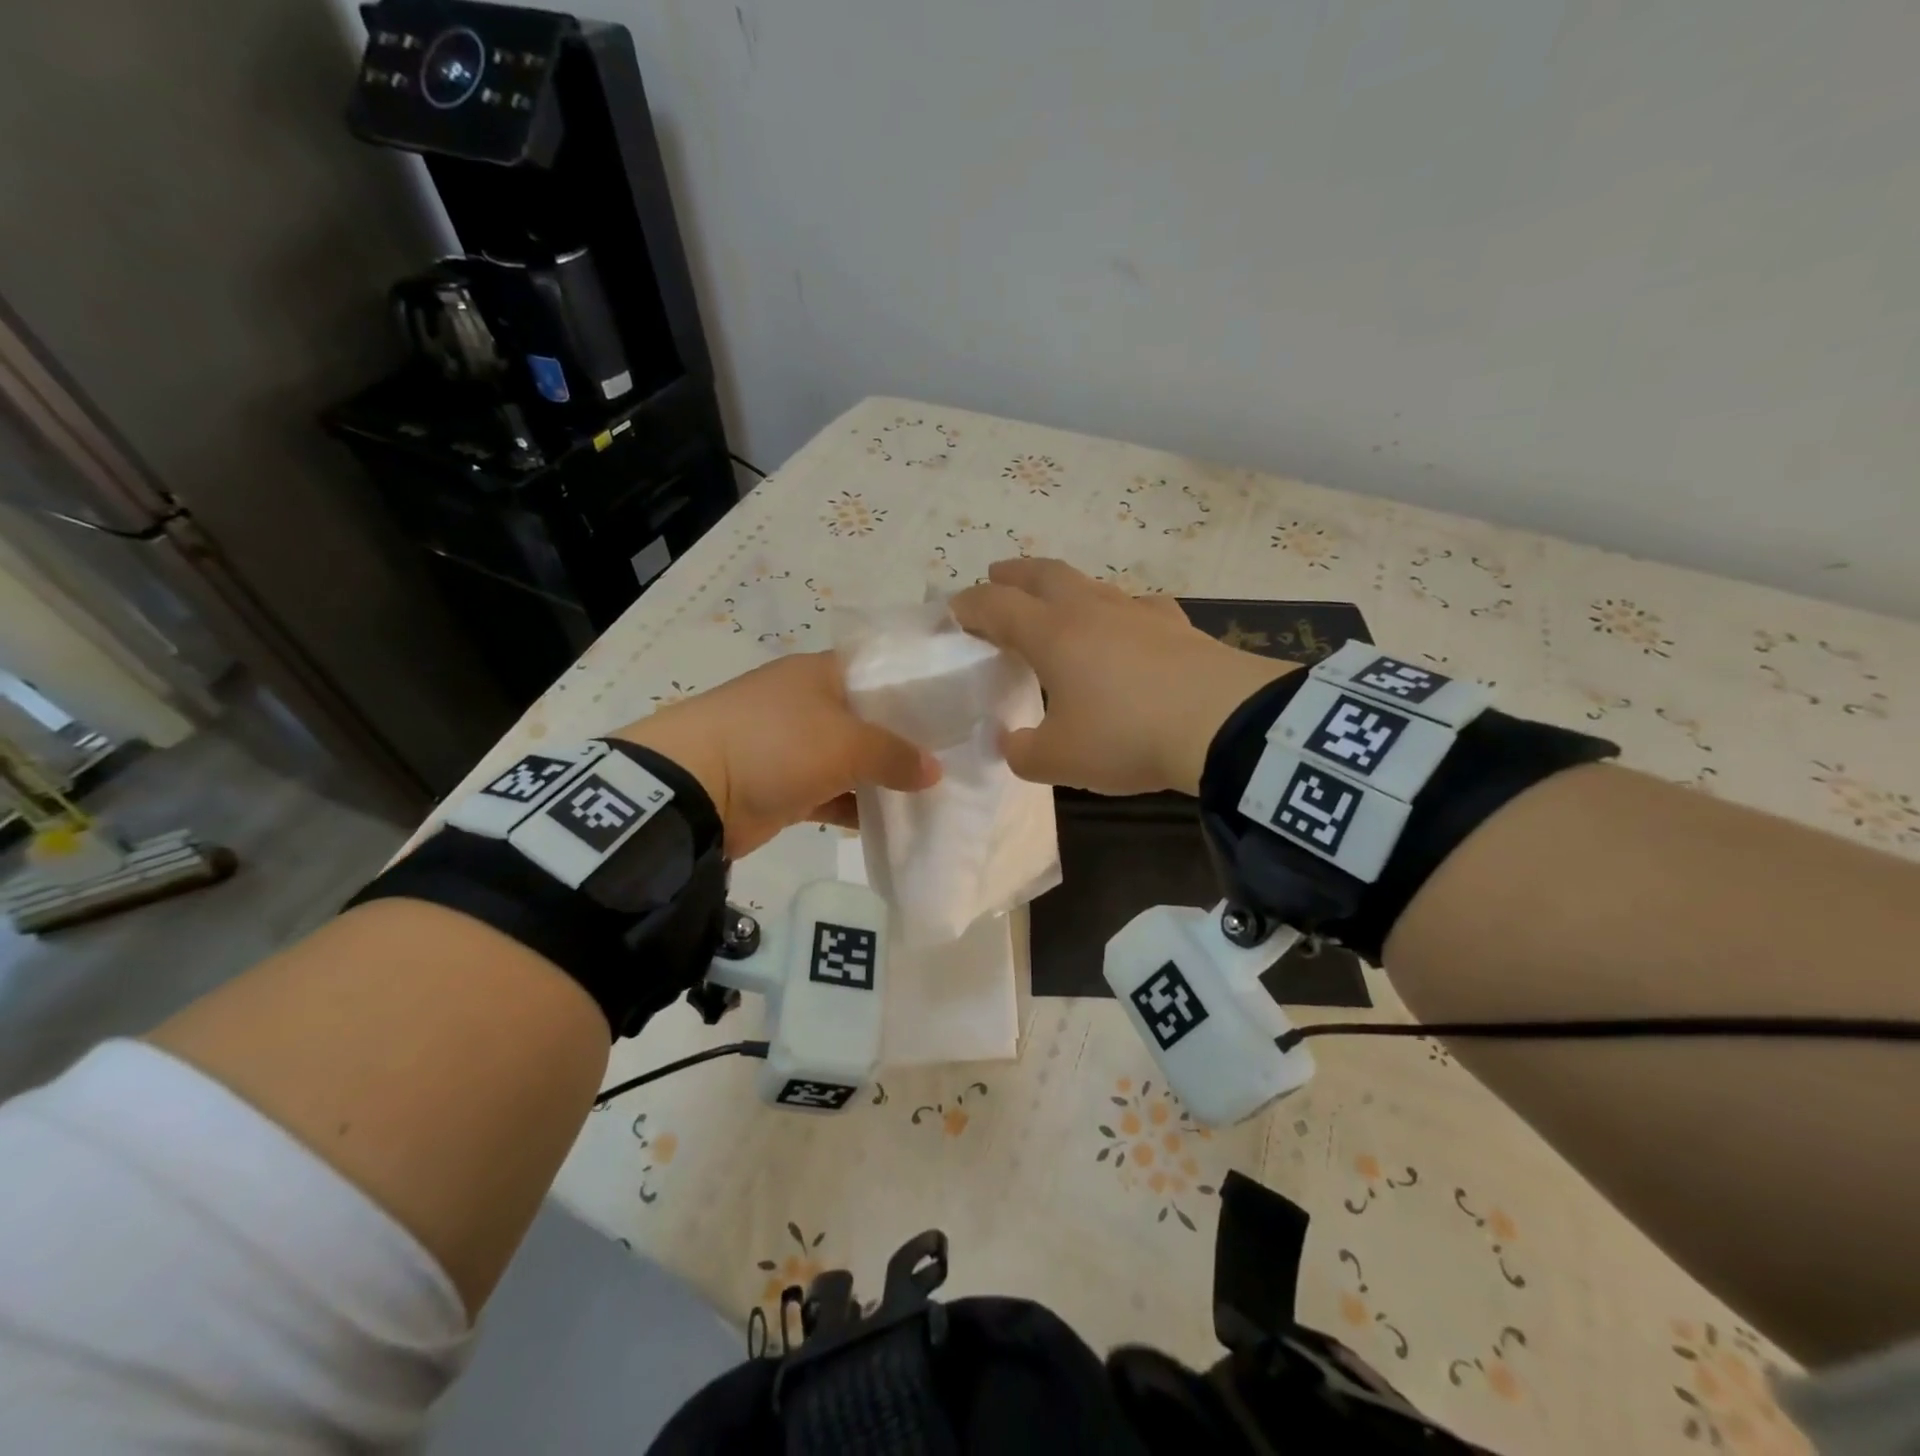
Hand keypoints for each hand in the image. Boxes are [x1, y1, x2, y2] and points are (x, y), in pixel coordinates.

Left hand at [614, 652, 939, 857]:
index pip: (881, 671)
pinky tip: (894, 821)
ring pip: (853, 760)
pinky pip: (833, 793)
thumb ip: (895, 754)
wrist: (693, 790)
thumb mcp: (844, 743)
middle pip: (870, 719)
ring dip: (884, 778)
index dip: (918, 688)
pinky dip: (857, 806)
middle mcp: (810, 704)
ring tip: (934, 794)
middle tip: (955, 759)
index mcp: (822, 674)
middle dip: (907, 741)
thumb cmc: (776, 745)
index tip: (957, 711)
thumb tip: (935, 771)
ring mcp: (795, 746)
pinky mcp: (785, 786)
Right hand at [950, 559, 1293, 795]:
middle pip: (1044, 574)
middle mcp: (1092, 611)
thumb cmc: (1127, 736)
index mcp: (1053, 635)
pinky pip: (1138, 607)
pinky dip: (1119, 611)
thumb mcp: (1061, 760)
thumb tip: (1013, 742)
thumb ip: (1024, 752)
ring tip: (1058, 606)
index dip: (970, 606)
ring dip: (1065, 588)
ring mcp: (1139, 613)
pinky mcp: (1178, 627)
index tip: (953, 611)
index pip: (997, 606)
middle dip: (1014, 573)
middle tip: (997, 577)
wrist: (1225, 725)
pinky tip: (1128, 627)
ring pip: (1091, 585)